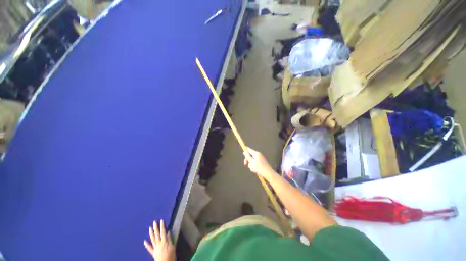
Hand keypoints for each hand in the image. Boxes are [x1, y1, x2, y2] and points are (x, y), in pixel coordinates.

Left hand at [144, 220, 175, 260]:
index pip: (163, 232)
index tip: (161, 220)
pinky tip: (144, 241)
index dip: (162, 226)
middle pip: (157, 234)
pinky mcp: (153, 252)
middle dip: (156, 228)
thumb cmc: (170, 255)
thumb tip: (168, 232)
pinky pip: (149, 248)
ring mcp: (155, 248)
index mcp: (164, 241)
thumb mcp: (172, 247)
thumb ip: (170, 239)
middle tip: (154, 222)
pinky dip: (146, 244)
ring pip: (152, 239)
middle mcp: (159, 243)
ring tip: (150, 228)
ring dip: (151, 233)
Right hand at [243, 147, 275, 179]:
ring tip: (252, 169)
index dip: (245, 150)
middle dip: (248, 160)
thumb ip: (247, 157)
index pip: (249, 149)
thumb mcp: (251, 162)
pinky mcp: (262, 162)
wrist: (268, 173)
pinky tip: (255, 170)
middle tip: (245, 164)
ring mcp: (260, 158)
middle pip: (250, 155)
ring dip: (251, 164)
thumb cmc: (259, 167)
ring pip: (252, 160)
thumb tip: (244, 152)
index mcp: (256, 153)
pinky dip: (254, 165)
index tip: (243, 153)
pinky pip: (255, 162)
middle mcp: (258, 154)